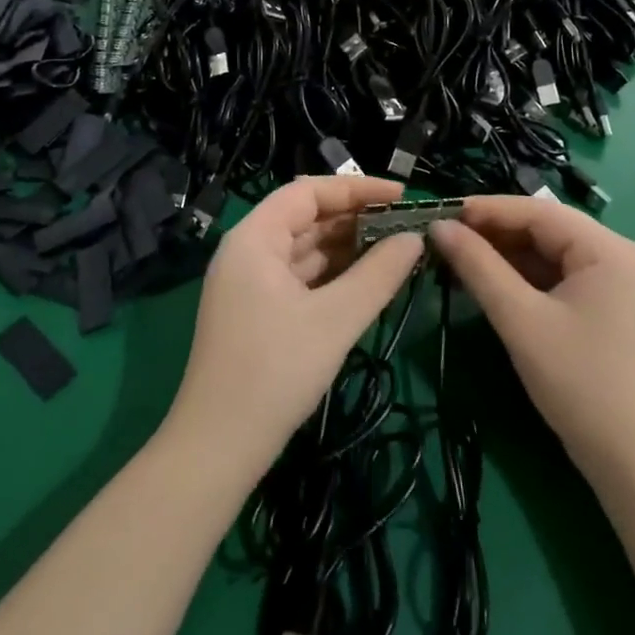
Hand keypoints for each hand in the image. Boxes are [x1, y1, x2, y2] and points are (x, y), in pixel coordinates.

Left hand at [163, 175, 424, 476]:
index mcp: (254, 238)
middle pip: (306, 218)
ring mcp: (250, 283)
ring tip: (397, 250)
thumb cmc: (275, 371)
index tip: (403, 196)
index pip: (308, 192)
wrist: (218, 446)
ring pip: (305, 250)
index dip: (357, 188)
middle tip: (406, 226)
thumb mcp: (335, 320)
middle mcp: (248, 251)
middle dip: (356, 219)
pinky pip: (300, 278)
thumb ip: (379, 274)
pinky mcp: (257, 312)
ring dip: (348, 248)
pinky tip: (367, 281)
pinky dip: (333, 275)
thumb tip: (415, 239)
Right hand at [431, 196, 634, 481]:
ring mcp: (613, 284)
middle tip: (444, 238)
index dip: (487, 210)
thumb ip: (478, 266)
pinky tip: (487, 283)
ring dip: (504, 255)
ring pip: (548, 254)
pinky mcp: (605, 309)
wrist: (633, 460)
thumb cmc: (578, 381)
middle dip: (494, 232)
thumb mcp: (520, 319)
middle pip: (544, 229)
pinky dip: (521, 278)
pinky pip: (556, 278)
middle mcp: (616, 256)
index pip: (538, 211)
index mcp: (607, 249)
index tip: (442, 214)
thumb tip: (439, 226)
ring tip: (457, 258)